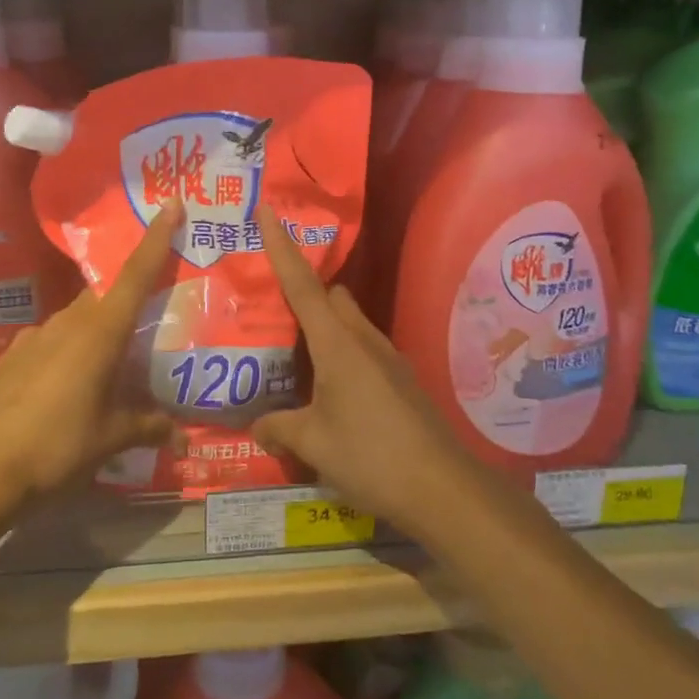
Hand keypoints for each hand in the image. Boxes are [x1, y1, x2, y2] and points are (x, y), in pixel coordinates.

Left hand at [0, 202, 183, 500]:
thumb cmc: (56, 447)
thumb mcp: (110, 439)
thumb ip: (148, 427)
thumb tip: (181, 433)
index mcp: (99, 334)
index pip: (135, 275)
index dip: (157, 239)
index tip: (171, 205)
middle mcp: (67, 324)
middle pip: (106, 297)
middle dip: (129, 299)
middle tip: (150, 318)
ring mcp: (34, 337)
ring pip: (78, 319)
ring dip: (98, 330)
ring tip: (111, 364)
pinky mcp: (12, 356)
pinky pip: (51, 340)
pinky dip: (69, 350)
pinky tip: (68, 385)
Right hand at [251, 211, 479, 530]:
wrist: (442, 487)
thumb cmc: (370, 456)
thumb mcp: (314, 444)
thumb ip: (280, 429)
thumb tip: (257, 426)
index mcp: (337, 344)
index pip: (302, 284)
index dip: (282, 246)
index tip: (269, 211)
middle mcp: (364, 340)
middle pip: (332, 297)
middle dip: (306, 294)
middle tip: (274, 313)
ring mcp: (389, 358)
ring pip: (351, 323)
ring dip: (326, 329)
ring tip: (297, 357)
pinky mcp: (402, 380)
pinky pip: (365, 349)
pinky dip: (344, 355)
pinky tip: (331, 391)